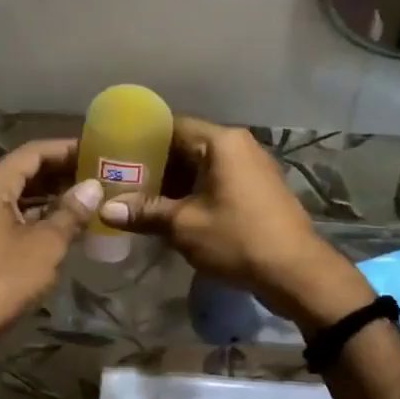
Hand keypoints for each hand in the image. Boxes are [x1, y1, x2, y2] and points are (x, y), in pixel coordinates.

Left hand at [0, 139, 101, 363]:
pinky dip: (35, 217)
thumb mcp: (45, 245)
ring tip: (87, 200)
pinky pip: (8, 218)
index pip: (34, 152)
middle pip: (23, 172)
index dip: (67, 148)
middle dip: (61, 173)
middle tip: (99, 176)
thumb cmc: (1, 280)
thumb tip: (93, 187)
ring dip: (49, 197)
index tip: (98, 151)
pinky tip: (61, 227)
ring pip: (16, 197)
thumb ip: (71, 212)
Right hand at [98, 117, 369, 330]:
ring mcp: (252, 167)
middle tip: (122, 182)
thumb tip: (104, 210)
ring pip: (202, 166)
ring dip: (174, 183)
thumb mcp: (184, 226)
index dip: (141, 140)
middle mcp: (239, 146)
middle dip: (155, 165)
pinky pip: (217, 181)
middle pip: (186, 146)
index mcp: (222, 142)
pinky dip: (194, 193)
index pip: (172, 126)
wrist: (295, 272)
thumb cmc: (237, 239)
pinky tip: (172, 213)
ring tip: (141, 201)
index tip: (116, 155)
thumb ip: (144, 213)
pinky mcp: (258, 189)